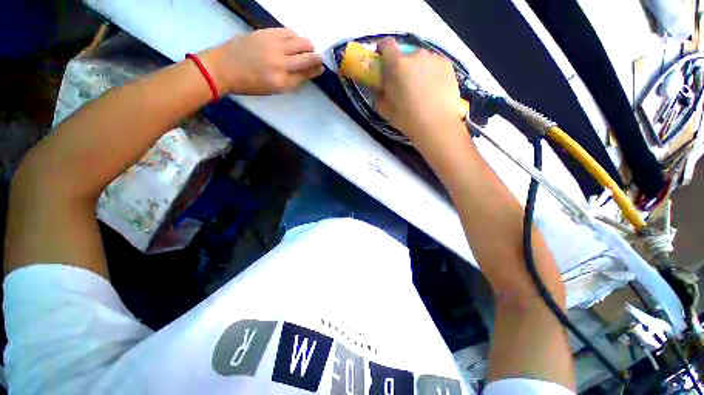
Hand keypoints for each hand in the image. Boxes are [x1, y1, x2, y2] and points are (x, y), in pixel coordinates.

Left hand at [201, 28, 323, 94]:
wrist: (224, 68)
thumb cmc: (249, 84)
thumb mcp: (273, 89)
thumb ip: (291, 81)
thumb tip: (305, 72)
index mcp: (283, 82)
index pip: (306, 75)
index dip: (316, 70)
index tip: (321, 68)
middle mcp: (281, 64)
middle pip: (307, 58)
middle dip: (317, 58)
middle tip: (319, 57)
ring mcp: (274, 46)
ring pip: (301, 42)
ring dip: (307, 45)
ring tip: (306, 47)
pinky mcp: (267, 33)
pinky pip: (288, 32)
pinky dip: (294, 36)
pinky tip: (292, 39)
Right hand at [375, 38, 464, 142]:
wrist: (435, 124)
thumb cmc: (406, 118)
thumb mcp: (384, 109)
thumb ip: (378, 94)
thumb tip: (379, 87)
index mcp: (397, 65)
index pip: (387, 45)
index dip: (383, 49)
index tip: (383, 59)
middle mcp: (416, 55)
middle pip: (405, 54)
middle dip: (402, 65)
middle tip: (404, 84)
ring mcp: (434, 59)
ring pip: (421, 60)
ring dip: (418, 69)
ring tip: (421, 89)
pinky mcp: (447, 65)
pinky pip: (435, 65)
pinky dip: (431, 73)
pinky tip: (433, 89)